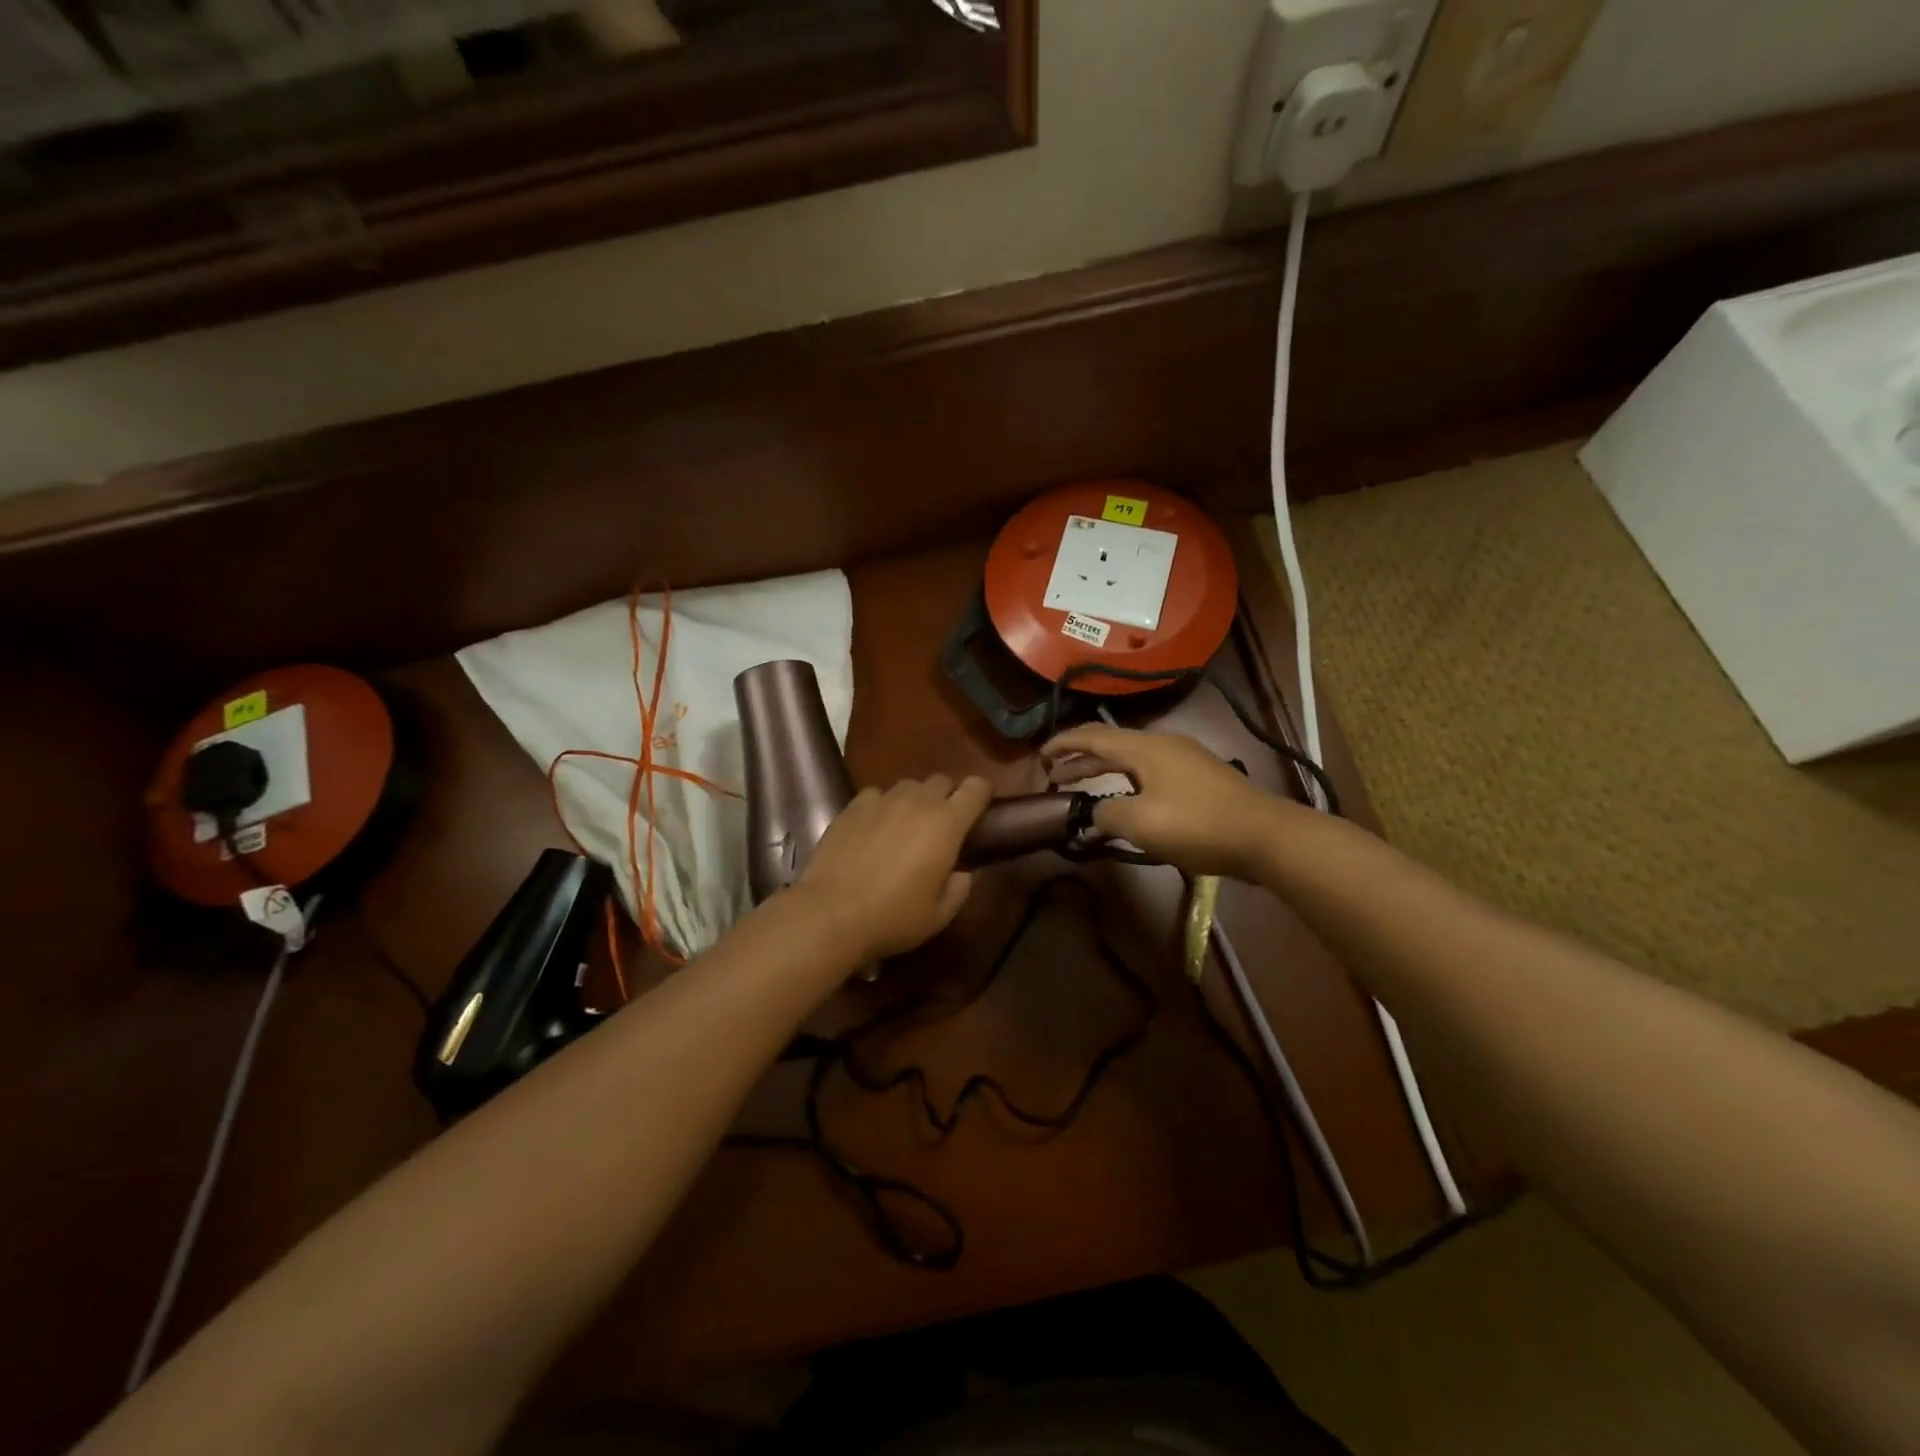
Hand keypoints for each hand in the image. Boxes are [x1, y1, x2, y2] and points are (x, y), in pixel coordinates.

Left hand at [793, 775, 993, 962]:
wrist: (831, 914)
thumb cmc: (894, 917)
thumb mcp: (939, 915)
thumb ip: (959, 889)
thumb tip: (962, 873)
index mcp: (947, 824)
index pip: (976, 788)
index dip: (982, 793)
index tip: (982, 808)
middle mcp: (917, 802)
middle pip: (941, 781)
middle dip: (947, 797)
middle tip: (941, 825)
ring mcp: (882, 800)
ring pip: (908, 786)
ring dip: (914, 800)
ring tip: (906, 826)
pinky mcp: (852, 807)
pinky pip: (876, 795)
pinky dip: (881, 806)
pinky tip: (874, 828)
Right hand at [1041, 724, 1285, 879]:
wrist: (1265, 835)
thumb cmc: (1197, 824)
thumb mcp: (1141, 823)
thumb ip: (1106, 815)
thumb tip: (1093, 815)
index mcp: (1144, 748)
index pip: (1092, 736)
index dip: (1063, 744)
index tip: (1040, 757)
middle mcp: (1162, 745)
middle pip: (1111, 745)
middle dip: (1080, 759)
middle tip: (1054, 776)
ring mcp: (1184, 759)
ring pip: (1132, 759)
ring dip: (1104, 771)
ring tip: (1083, 787)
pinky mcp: (1200, 778)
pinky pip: (1150, 772)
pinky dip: (1127, 782)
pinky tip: (1127, 801)